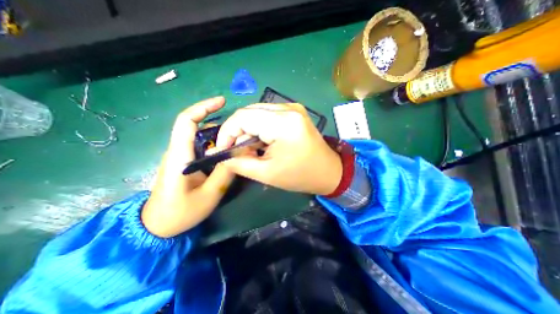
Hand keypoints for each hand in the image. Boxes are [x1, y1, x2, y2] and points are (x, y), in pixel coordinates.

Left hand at [143, 97, 234, 235]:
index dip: (203, 107)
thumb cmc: (180, 213)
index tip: (222, 102)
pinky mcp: (186, 163)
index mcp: (179, 156)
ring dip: (220, 136)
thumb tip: (237, 152)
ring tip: (238, 142)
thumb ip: (224, 173)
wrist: (157, 227)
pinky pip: (202, 147)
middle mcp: (178, 151)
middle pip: (197, 127)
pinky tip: (227, 152)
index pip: (186, 121)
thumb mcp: (209, 195)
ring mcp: (181, 157)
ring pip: (201, 138)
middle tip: (240, 131)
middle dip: (219, 124)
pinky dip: (216, 145)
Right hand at [215, 103, 340, 196]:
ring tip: (251, 148)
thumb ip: (239, 163)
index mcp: (283, 123)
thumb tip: (220, 155)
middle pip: (249, 112)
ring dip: (249, 130)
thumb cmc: (300, 176)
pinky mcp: (295, 112)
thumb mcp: (267, 173)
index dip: (227, 132)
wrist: (329, 172)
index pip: (242, 117)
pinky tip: (262, 141)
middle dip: (238, 131)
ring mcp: (293, 108)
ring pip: (258, 112)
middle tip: (238, 151)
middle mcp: (288, 108)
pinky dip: (260, 127)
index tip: (222, 149)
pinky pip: (268, 115)